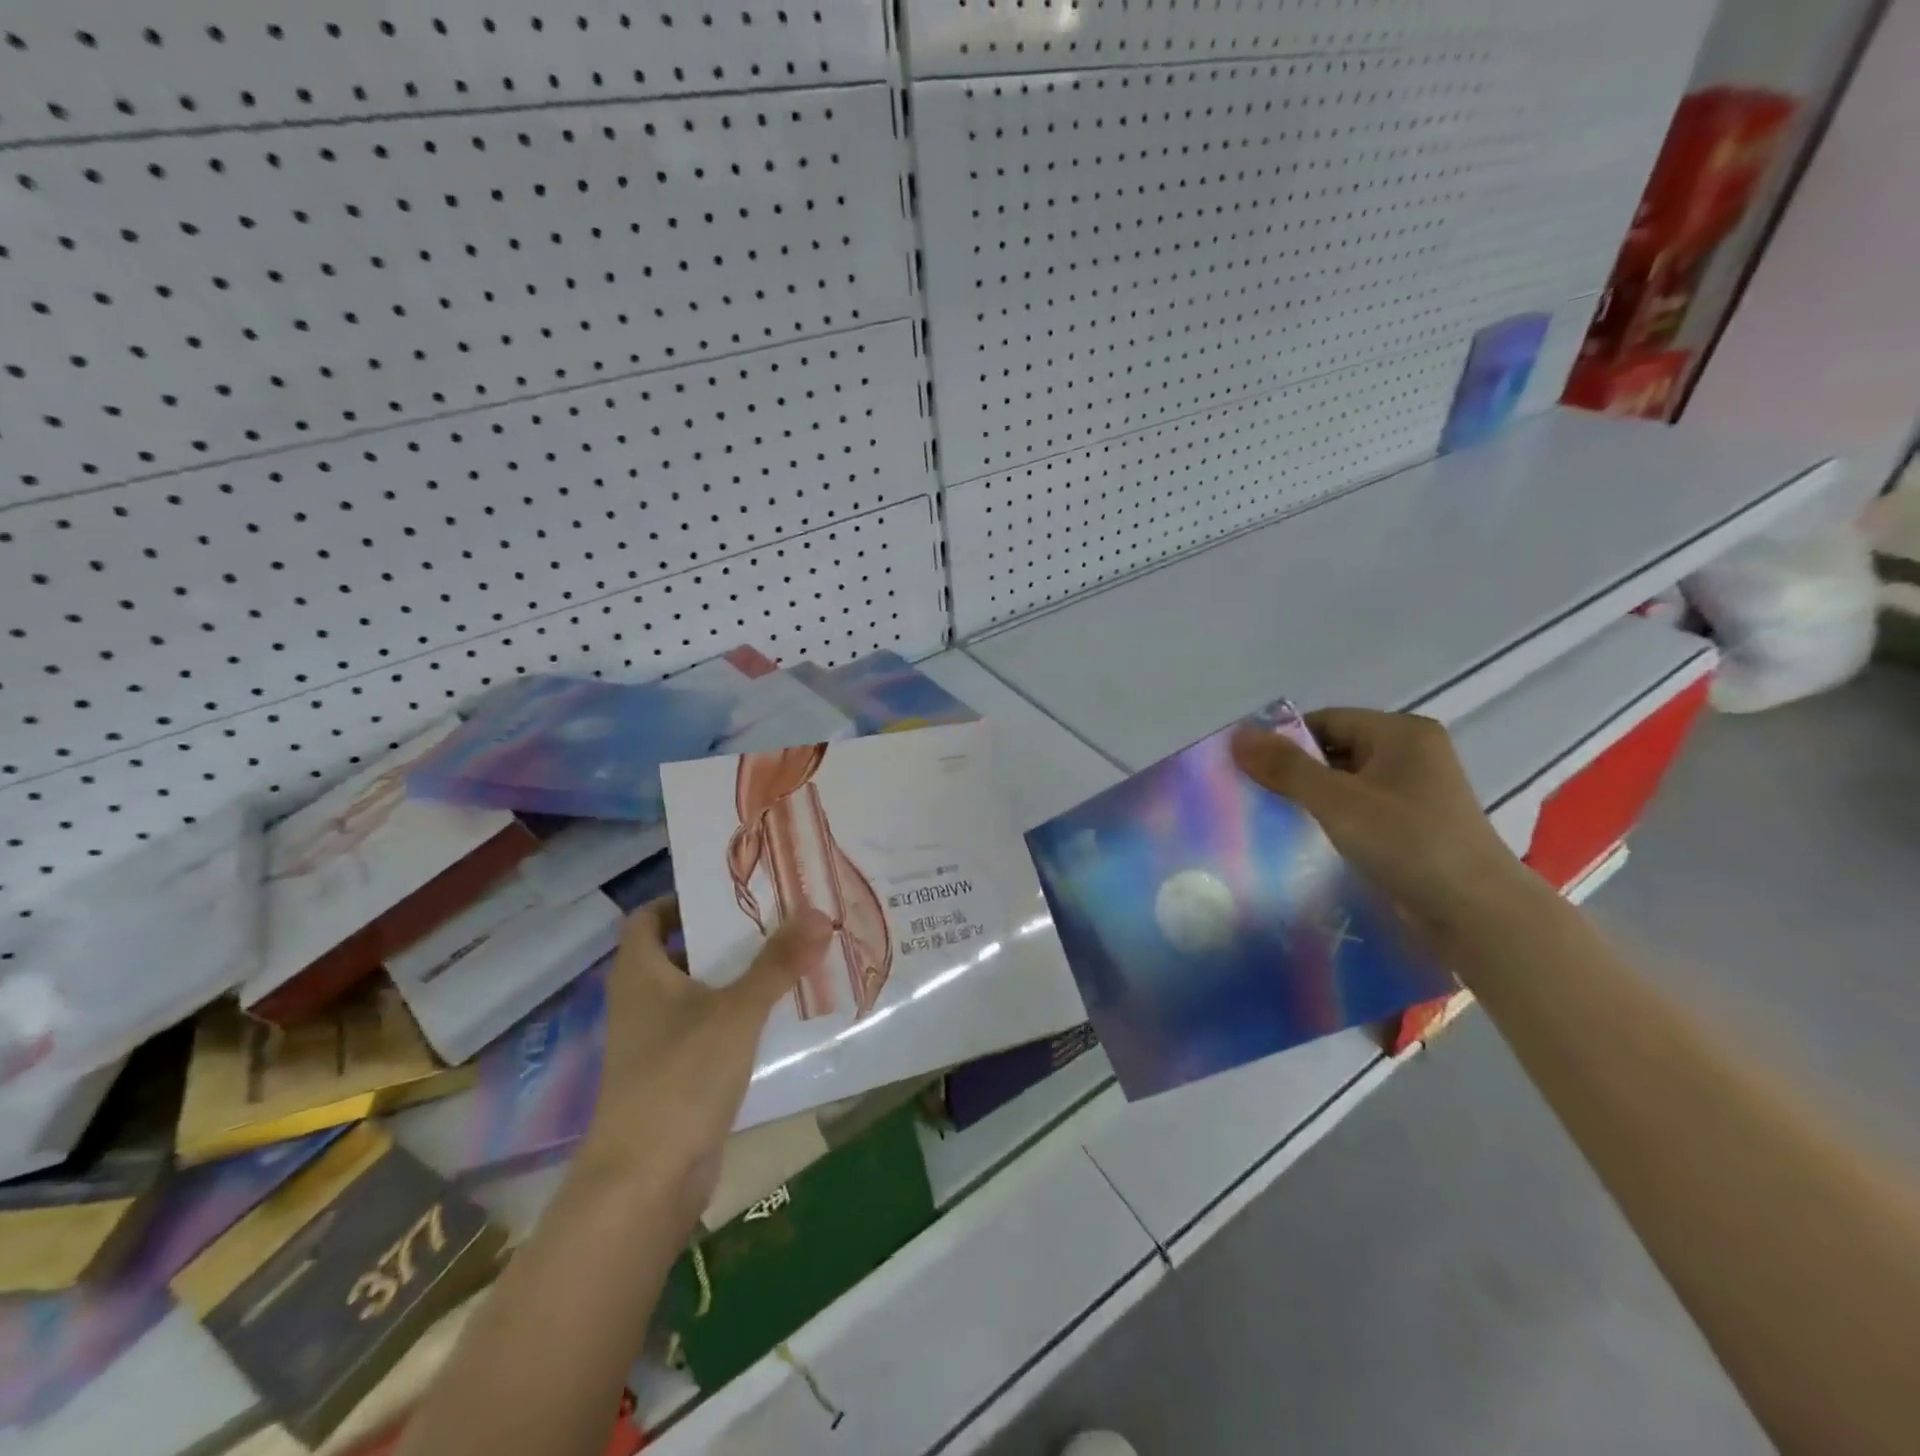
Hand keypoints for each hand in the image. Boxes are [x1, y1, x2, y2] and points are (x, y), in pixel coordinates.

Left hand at [579, 897, 831, 1229]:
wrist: (646, 1181)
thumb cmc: (681, 1076)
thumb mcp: (737, 1011)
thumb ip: (778, 963)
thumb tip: (817, 912)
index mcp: (641, 974)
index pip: (648, 918)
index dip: (681, 899)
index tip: (730, 890)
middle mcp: (643, 1002)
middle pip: (684, 953)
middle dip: (728, 936)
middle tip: (779, 917)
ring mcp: (659, 1043)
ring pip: (702, 994)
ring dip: (741, 978)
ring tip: (792, 957)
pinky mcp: (678, 1077)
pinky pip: (713, 1031)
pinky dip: (742, 1019)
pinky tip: (783, 1015)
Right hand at [1230, 708, 1539, 943]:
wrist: (1477, 913)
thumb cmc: (1407, 842)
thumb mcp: (1337, 801)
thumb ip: (1286, 768)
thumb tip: (1237, 736)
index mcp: (1401, 733)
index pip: (1326, 720)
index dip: (1284, 740)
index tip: (1249, 769)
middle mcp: (1413, 753)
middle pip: (1335, 750)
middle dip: (1296, 772)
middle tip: (1256, 796)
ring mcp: (1418, 791)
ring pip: (1347, 783)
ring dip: (1314, 799)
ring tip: (1276, 820)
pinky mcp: (1417, 824)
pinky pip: (1363, 809)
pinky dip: (1336, 819)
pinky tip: (1311, 840)